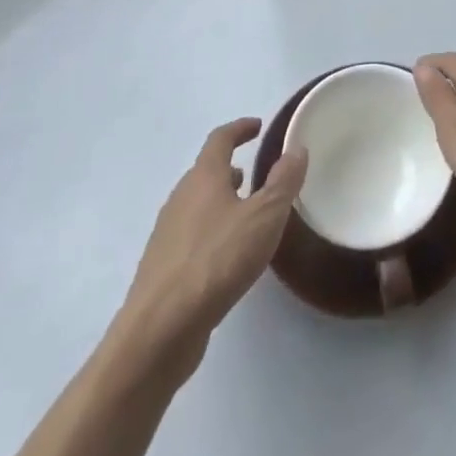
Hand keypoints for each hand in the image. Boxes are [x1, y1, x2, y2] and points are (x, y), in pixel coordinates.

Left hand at [117, 119, 306, 377]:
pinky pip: (191, 235)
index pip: (220, 139)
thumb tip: (296, 149)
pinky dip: (210, 231)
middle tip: (255, 174)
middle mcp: (181, 197)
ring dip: (220, 201)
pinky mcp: (162, 268)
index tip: (258, 126)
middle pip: (205, 172)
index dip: (240, 129)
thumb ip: (283, 182)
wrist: (159, 330)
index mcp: (203, 177)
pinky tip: (226, 257)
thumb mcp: (264, 217)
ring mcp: (167, 233)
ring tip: (245, 215)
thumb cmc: (216, 261)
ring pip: (197, 205)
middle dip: (230, 169)